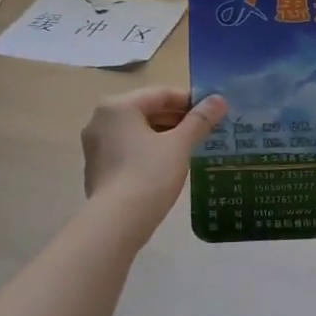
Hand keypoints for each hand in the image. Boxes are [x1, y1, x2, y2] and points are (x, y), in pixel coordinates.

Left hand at [81, 87, 226, 234]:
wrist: (117, 222)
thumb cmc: (149, 174)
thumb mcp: (180, 144)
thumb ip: (200, 119)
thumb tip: (219, 99)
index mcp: (118, 106)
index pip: (162, 94)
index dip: (192, 101)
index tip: (215, 112)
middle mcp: (101, 119)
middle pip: (148, 110)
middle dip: (179, 118)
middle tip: (207, 130)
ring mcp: (96, 144)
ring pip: (139, 130)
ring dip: (166, 134)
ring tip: (194, 146)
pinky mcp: (98, 166)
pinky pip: (129, 147)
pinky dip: (150, 149)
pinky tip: (171, 163)